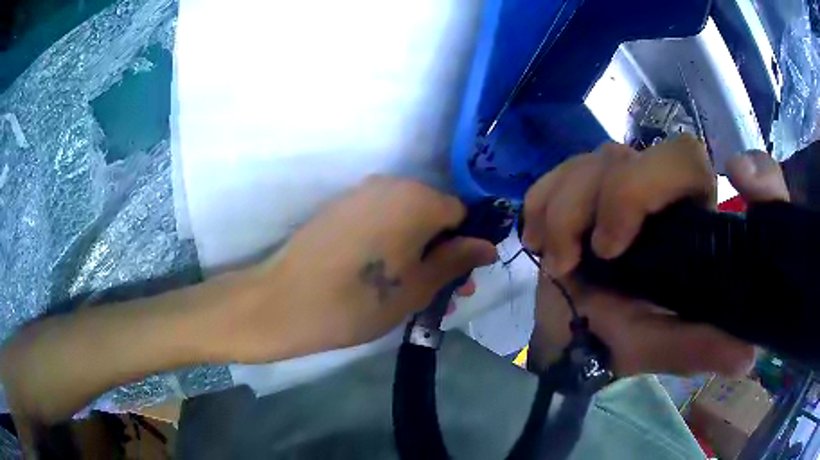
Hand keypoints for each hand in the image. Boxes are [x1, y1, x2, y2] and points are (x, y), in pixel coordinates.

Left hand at [227, 177, 496, 362]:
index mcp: (416, 199)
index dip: (465, 248)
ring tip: (413, 294)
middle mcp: (390, 185)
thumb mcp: (418, 288)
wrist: (284, 302)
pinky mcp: (339, 208)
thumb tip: (488, 246)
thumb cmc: (358, 301)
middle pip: (432, 216)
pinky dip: (391, 245)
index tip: (459, 281)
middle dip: (442, 254)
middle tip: (441, 295)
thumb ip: (456, 261)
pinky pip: (379, 221)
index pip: (461, 215)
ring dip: (417, 253)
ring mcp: (360, 194)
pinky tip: (383, 277)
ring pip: (405, 221)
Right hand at [524, 136, 787, 374]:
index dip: (713, 167)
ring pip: (599, 160)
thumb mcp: (656, 348)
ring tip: (558, 263)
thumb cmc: (614, 339)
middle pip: (652, 155)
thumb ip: (696, 348)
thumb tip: (748, 358)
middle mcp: (661, 191)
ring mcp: (617, 179)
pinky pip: (558, 170)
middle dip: (620, 198)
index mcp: (692, 222)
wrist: (562, 330)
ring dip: (568, 213)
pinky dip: (543, 201)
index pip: (702, 169)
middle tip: (596, 252)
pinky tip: (538, 238)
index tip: (733, 180)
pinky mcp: (577, 182)